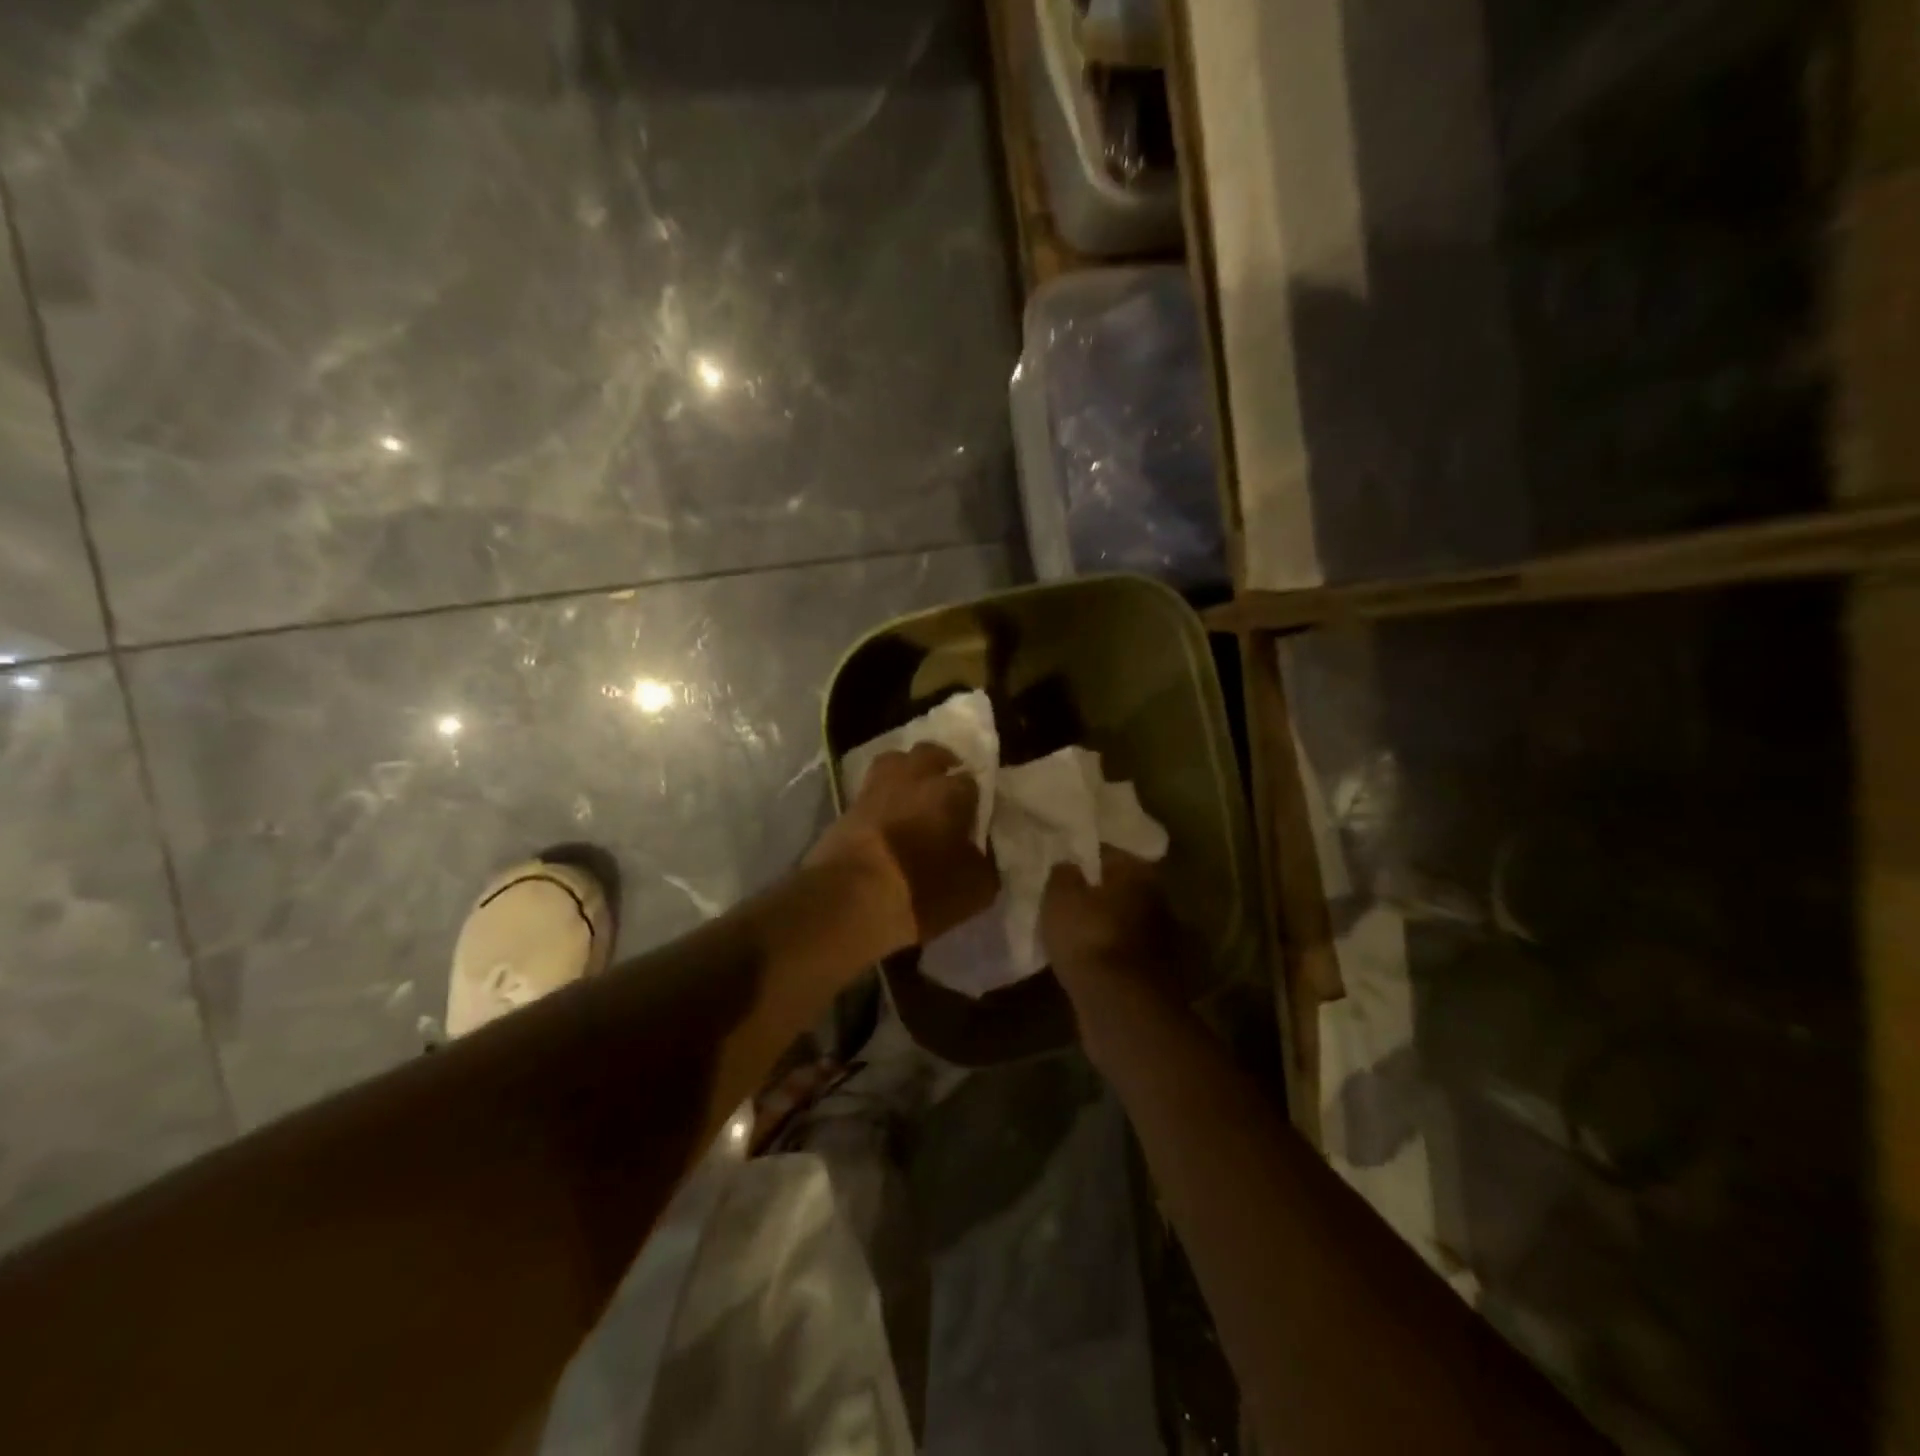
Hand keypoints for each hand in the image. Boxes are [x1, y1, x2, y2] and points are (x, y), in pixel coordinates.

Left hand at [809, 742, 999, 951]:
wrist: (851, 898)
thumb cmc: (922, 890)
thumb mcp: (976, 888)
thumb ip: (986, 860)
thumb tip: (982, 849)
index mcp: (951, 792)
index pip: (972, 781)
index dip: (975, 796)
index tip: (975, 813)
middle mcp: (915, 778)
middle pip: (930, 754)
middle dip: (942, 763)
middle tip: (947, 783)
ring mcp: (877, 787)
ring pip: (895, 761)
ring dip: (907, 769)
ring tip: (913, 790)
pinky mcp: (849, 805)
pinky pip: (871, 788)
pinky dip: (881, 794)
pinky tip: (886, 812)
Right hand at [1041, 848, 1180, 995]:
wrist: (1120, 1004)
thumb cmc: (1089, 936)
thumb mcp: (1061, 897)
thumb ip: (1063, 874)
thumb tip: (1070, 866)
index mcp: (1138, 872)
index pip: (1107, 853)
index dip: (1083, 858)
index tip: (1064, 866)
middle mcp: (1157, 899)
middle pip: (1121, 888)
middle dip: (1098, 893)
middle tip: (1069, 899)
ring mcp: (1162, 938)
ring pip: (1125, 921)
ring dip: (1106, 925)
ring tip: (1075, 932)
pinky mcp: (1157, 972)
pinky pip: (1126, 952)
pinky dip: (1111, 953)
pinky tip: (1089, 960)